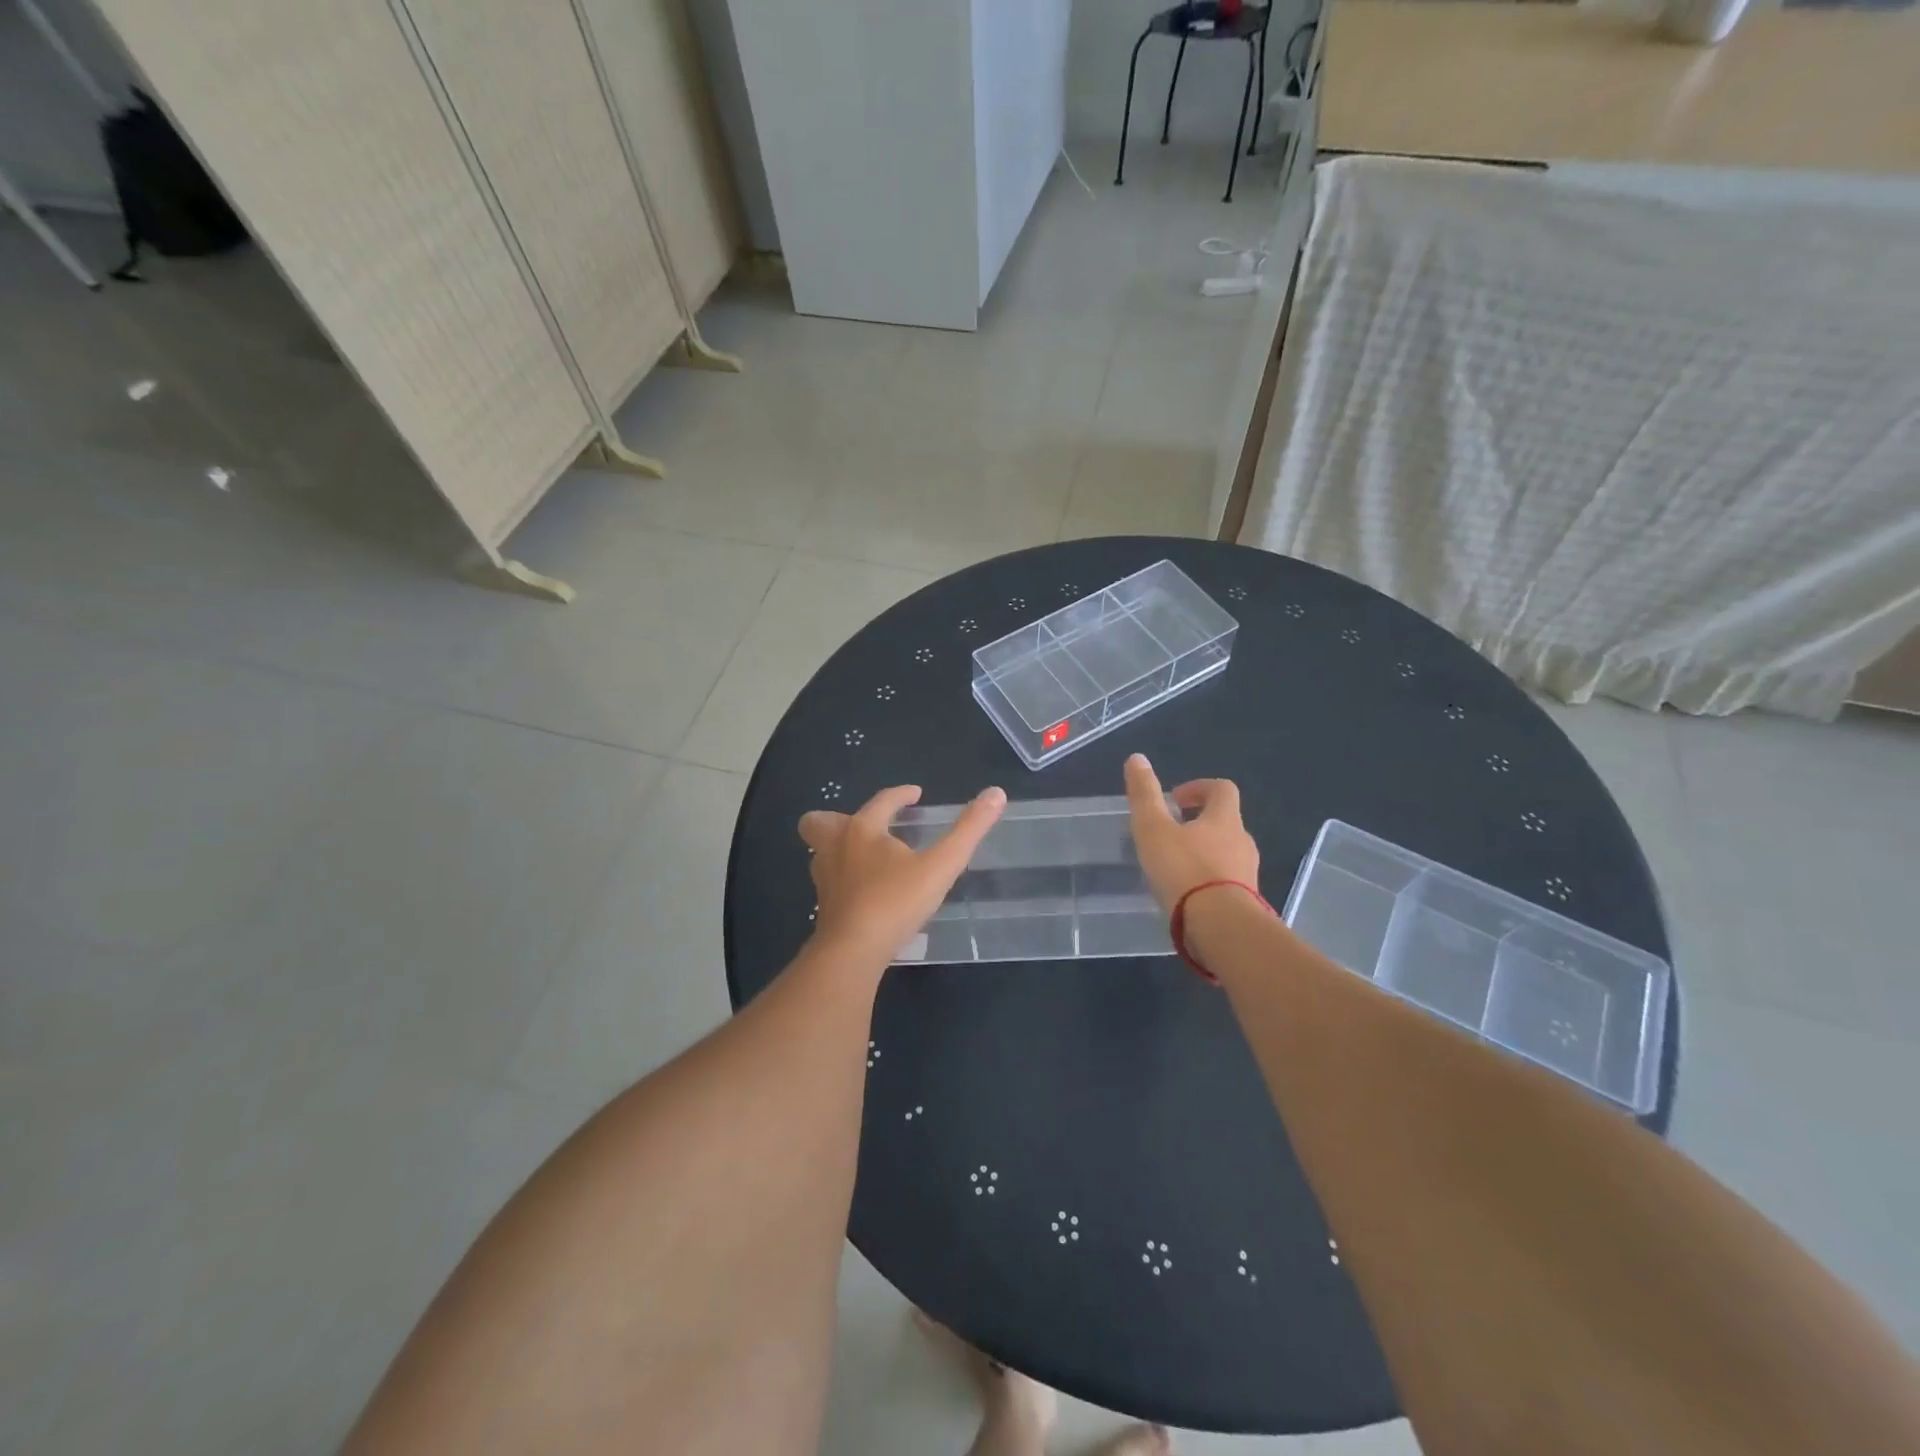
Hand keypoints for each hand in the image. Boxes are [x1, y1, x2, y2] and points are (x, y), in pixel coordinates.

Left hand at [800, 784, 1006, 964]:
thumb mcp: (941, 865)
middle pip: (821, 822)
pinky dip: (844, 878)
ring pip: (822, 852)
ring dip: (841, 848)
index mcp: (862, 829)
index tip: (915, 794)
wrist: (852, 952)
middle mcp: (835, 847)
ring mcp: (824, 879)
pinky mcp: (824, 907)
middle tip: (872, 828)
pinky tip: (866, 892)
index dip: (900, 794)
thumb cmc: (895, 902)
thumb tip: (996, 793)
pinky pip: (830, 881)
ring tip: (870, 859)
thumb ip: (969, 830)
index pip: (881, 801)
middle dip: (841, 819)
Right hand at [1124, 754, 1259, 911]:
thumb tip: (1137, 758)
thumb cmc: (1185, 870)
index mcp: (1225, 819)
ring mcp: (1248, 874)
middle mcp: (1243, 842)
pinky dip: (1208, 882)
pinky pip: (1227, 883)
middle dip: (1199, 824)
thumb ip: (1144, 795)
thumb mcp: (1153, 829)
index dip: (1199, 788)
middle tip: (1169, 835)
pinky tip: (1186, 897)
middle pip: (1225, 823)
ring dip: (1204, 854)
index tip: (1176, 800)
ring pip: (1226, 854)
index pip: (1222, 789)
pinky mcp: (1247, 903)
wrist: (1221, 927)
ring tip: (1174, 869)